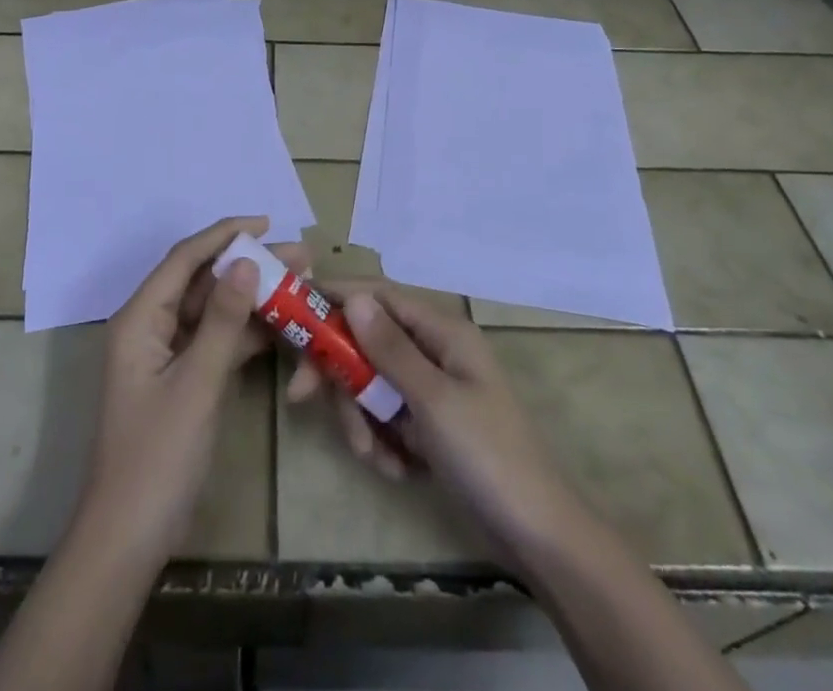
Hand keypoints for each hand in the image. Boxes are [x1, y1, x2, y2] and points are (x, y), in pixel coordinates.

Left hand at [76, 216, 305, 567]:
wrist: (128, 540)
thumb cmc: (157, 457)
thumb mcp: (196, 384)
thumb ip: (223, 321)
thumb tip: (246, 262)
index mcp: (140, 317)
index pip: (185, 259)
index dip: (224, 235)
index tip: (267, 223)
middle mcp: (150, 326)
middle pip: (201, 281)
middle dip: (247, 265)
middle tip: (298, 256)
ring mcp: (166, 354)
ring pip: (211, 310)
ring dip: (251, 297)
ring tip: (299, 282)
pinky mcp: (181, 379)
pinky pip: (215, 340)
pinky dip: (244, 331)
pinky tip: (281, 324)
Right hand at [293, 284, 587, 567]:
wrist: (538, 537)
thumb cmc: (488, 455)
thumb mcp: (433, 400)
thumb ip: (389, 348)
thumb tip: (353, 296)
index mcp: (442, 331)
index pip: (379, 295)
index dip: (336, 297)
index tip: (294, 306)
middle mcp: (434, 350)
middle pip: (367, 343)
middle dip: (340, 374)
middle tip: (302, 399)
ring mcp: (432, 389)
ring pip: (372, 384)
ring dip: (362, 419)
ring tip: (374, 456)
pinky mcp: (429, 424)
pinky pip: (387, 417)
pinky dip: (382, 441)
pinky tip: (397, 470)